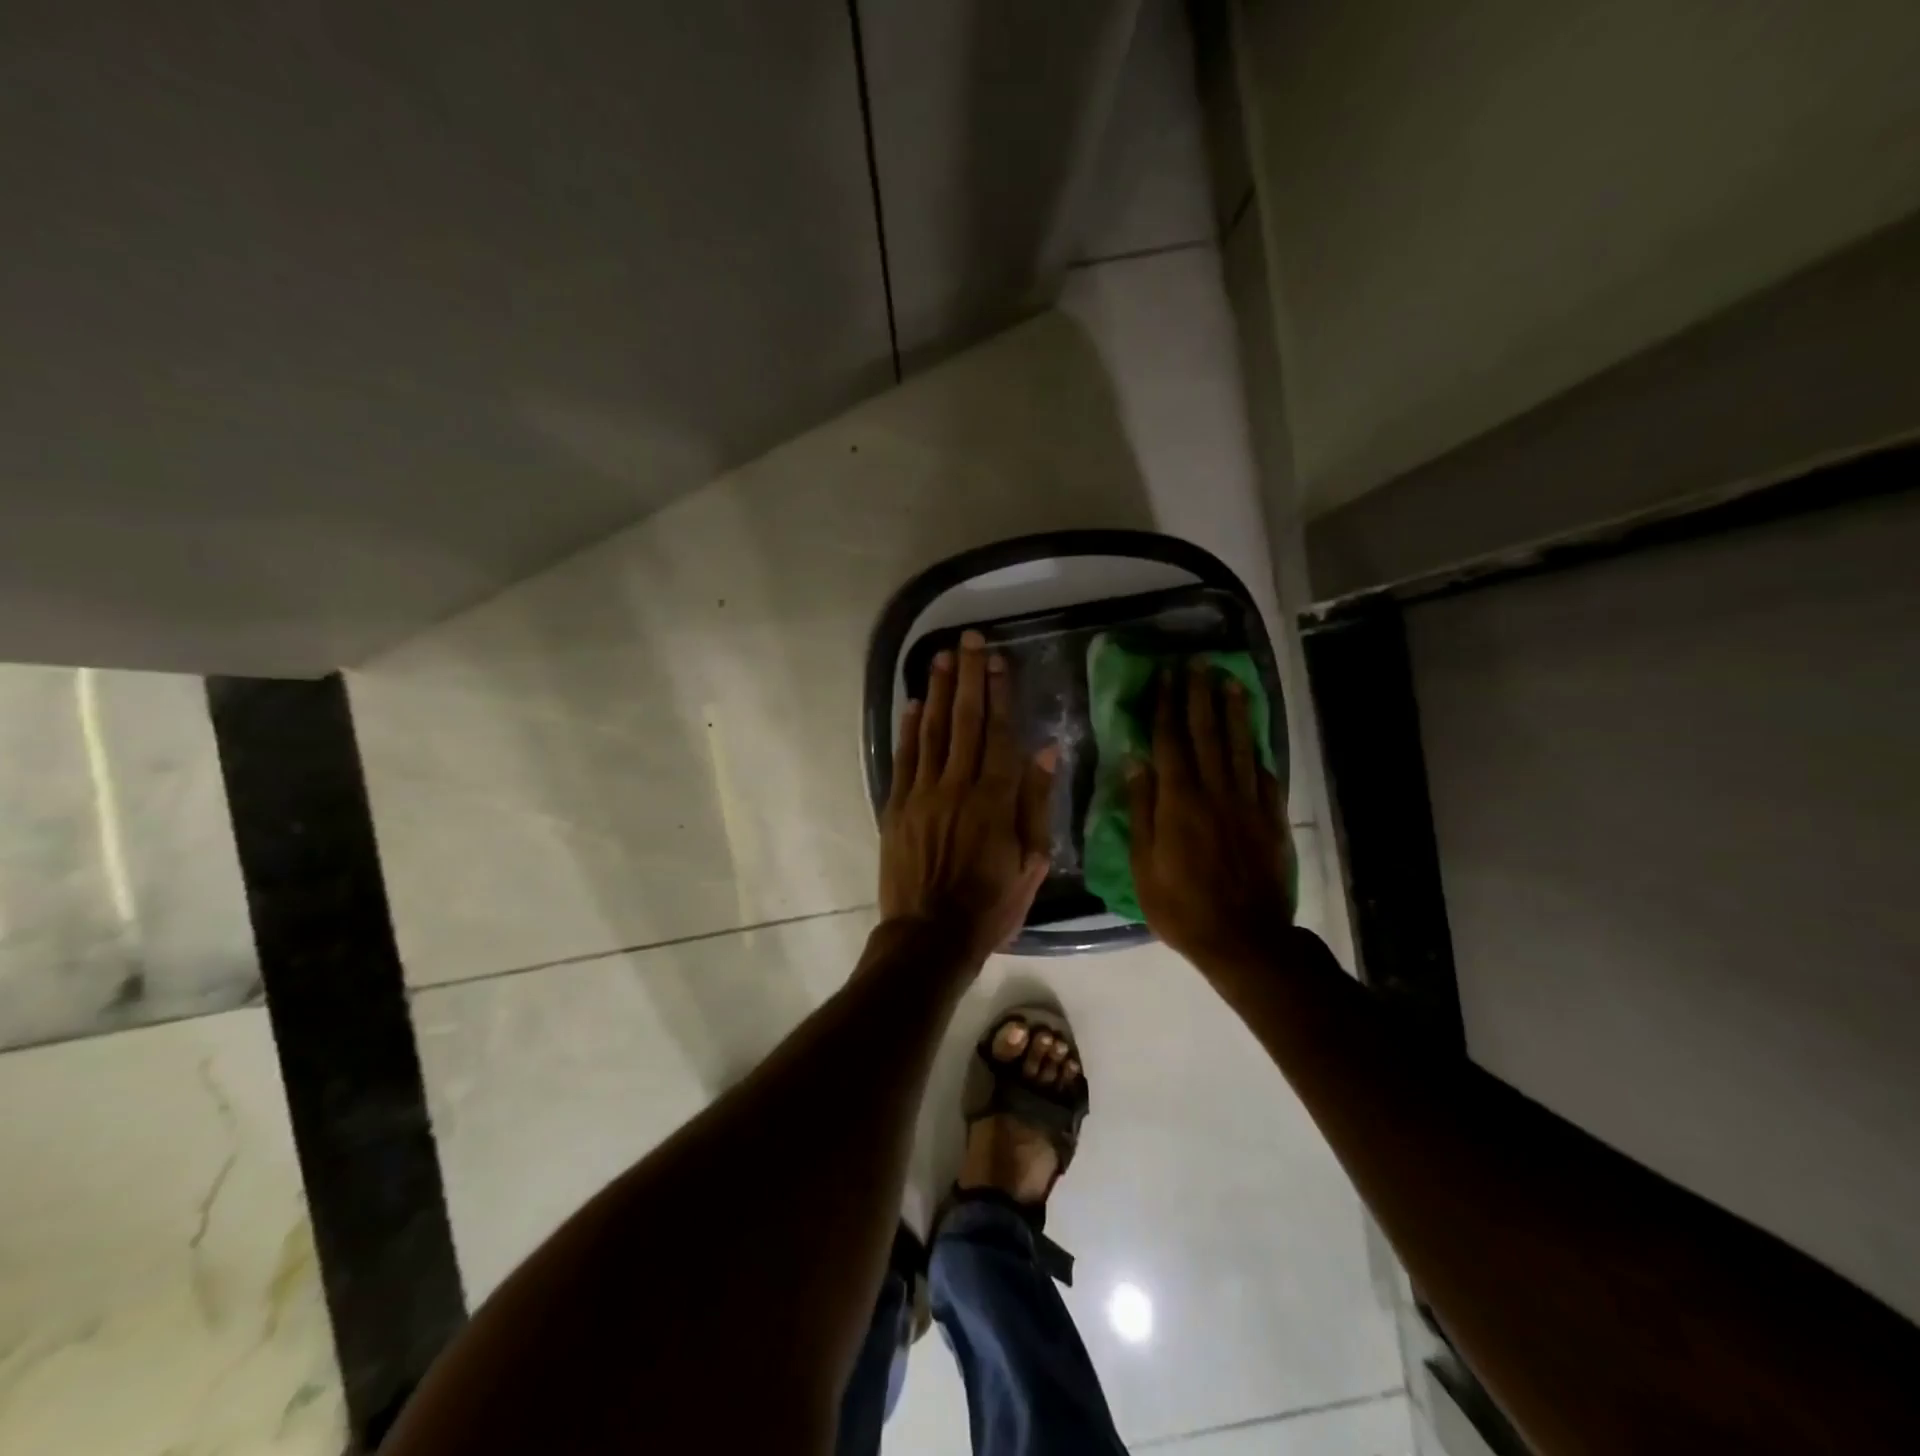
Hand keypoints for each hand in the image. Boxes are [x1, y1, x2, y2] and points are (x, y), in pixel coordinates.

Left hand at [880, 630, 1057, 963]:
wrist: (929, 936)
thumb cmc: (990, 905)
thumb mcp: (1031, 862)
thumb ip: (1037, 803)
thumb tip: (1046, 750)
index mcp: (994, 799)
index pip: (999, 733)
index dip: (999, 693)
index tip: (997, 660)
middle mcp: (957, 786)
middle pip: (964, 721)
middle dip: (967, 677)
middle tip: (968, 640)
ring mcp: (921, 795)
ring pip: (930, 732)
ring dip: (935, 692)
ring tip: (939, 657)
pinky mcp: (896, 807)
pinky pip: (903, 759)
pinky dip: (907, 729)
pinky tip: (912, 704)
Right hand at [1129, 662, 1292, 967]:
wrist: (1244, 938)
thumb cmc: (1181, 906)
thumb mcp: (1144, 864)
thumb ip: (1141, 809)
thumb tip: (1135, 761)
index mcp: (1179, 801)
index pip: (1170, 742)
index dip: (1166, 706)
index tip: (1165, 676)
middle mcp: (1215, 792)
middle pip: (1207, 734)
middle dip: (1200, 696)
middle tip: (1198, 664)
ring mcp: (1247, 804)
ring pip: (1241, 747)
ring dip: (1235, 712)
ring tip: (1231, 681)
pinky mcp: (1270, 819)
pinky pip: (1265, 776)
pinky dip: (1258, 753)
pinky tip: (1255, 739)